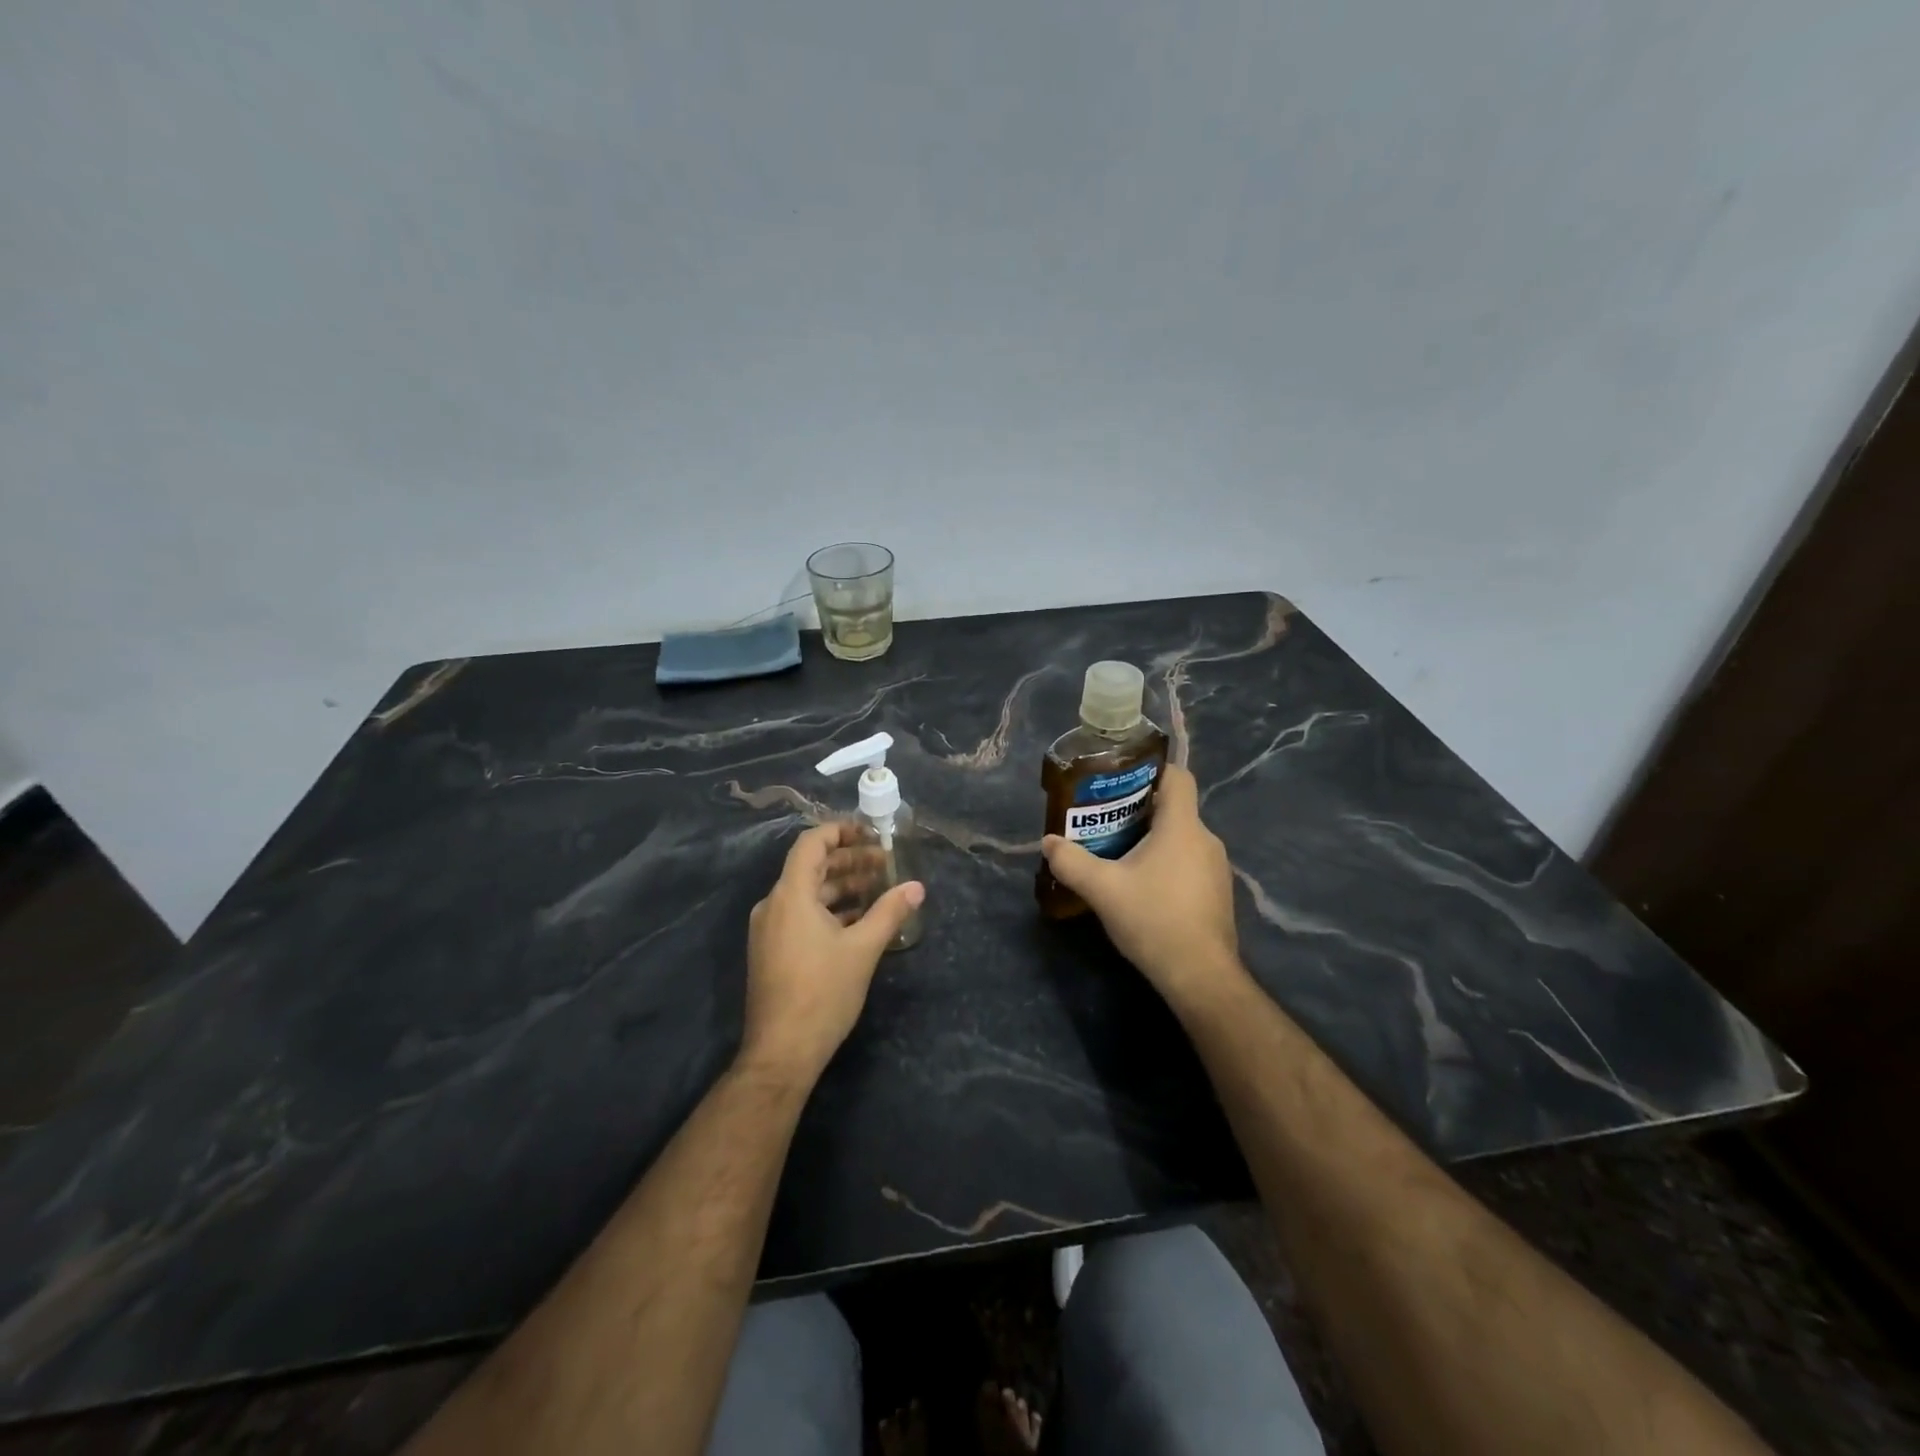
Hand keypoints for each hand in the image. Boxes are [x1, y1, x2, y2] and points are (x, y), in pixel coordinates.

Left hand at [741, 821, 924, 1082]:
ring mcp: (769, 929)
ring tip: (877, 888)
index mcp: (791, 895)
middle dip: (848, 860)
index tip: (871, 832)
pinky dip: (829, 909)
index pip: (811, 844)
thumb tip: (917, 887)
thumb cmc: (822, 993)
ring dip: (841, 886)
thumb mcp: (863, 949)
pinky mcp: (772, 950)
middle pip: (810, 866)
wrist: (781, 1052)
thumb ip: (889, 912)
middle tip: (884, 862)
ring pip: (807, 893)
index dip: (840, 831)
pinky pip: (801, 914)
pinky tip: (858, 919)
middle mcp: (774, 905)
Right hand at [1040, 765, 1244, 1007]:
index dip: (1151, 770)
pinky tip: (1142, 887)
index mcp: (1182, 827)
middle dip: (1139, 810)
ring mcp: (1217, 868)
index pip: (1178, 776)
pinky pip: (1189, 862)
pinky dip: (1166, 864)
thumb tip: (1048, 842)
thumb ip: (1071, 862)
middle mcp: (1206, 839)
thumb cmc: (1153, 919)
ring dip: (1151, 840)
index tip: (1121, 780)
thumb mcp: (1102, 889)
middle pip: (1174, 809)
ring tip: (1117, 854)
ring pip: (1181, 838)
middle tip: (1104, 821)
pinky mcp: (1217, 892)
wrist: (1200, 975)